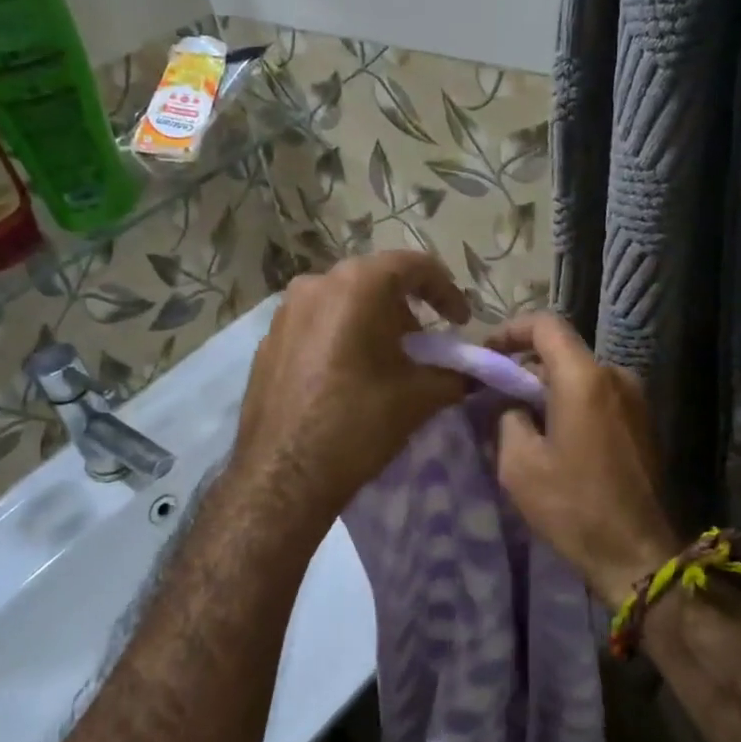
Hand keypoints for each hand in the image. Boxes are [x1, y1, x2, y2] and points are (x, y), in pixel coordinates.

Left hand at [232, 252, 469, 536]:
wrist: (283, 475)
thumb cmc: (358, 424)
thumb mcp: (419, 397)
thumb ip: (454, 375)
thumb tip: (473, 375)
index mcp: (357, 286)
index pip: (413, 266)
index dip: (446, 290)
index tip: (460, 321)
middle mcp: (316, 284)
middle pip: (374, 281)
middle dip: (406, 308)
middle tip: (424, 343)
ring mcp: (285, 312)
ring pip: (341, 302)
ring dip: (372, 321)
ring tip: (387, 360)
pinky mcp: (267, 341)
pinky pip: (315, 324)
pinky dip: (340, 337)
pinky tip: (348, 375)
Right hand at [489, 314, 681, 611]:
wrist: (636, 553)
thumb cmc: (573, 506)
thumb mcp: (519, 464)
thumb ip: (508, 417)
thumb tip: (512, 404)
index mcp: (585, 378)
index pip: (545, 325)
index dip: (510, 330)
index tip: (487, 354)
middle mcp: (616, 377)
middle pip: (563, 353)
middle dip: (525, 368)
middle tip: (495, 396)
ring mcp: (636, 400)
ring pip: (581, 377)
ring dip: (549, 390)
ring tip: (521, 423)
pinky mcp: (643, 424)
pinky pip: (599, 398)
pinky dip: (572, 405)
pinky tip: (554, 440)